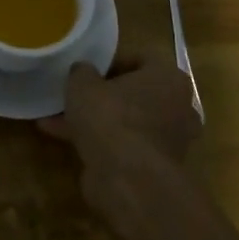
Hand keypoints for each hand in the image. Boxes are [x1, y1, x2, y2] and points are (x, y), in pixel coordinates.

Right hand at [39, 55, 199, 194]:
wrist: (129, 181)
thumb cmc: (111, 118)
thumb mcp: (83, 84)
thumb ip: (82, 72)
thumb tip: (83, 71)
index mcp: (169, 77)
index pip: (141, 59)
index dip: (111, 61)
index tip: (88, 70)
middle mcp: (178, 107)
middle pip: (136, 93)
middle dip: (104, 95)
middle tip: (76, 95)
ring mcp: (170, 140)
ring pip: (128, 121)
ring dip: (98, 120)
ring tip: (59, 120)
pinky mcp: (157, 167)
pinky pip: (125, 145)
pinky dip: (101, 143)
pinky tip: (65, 142)